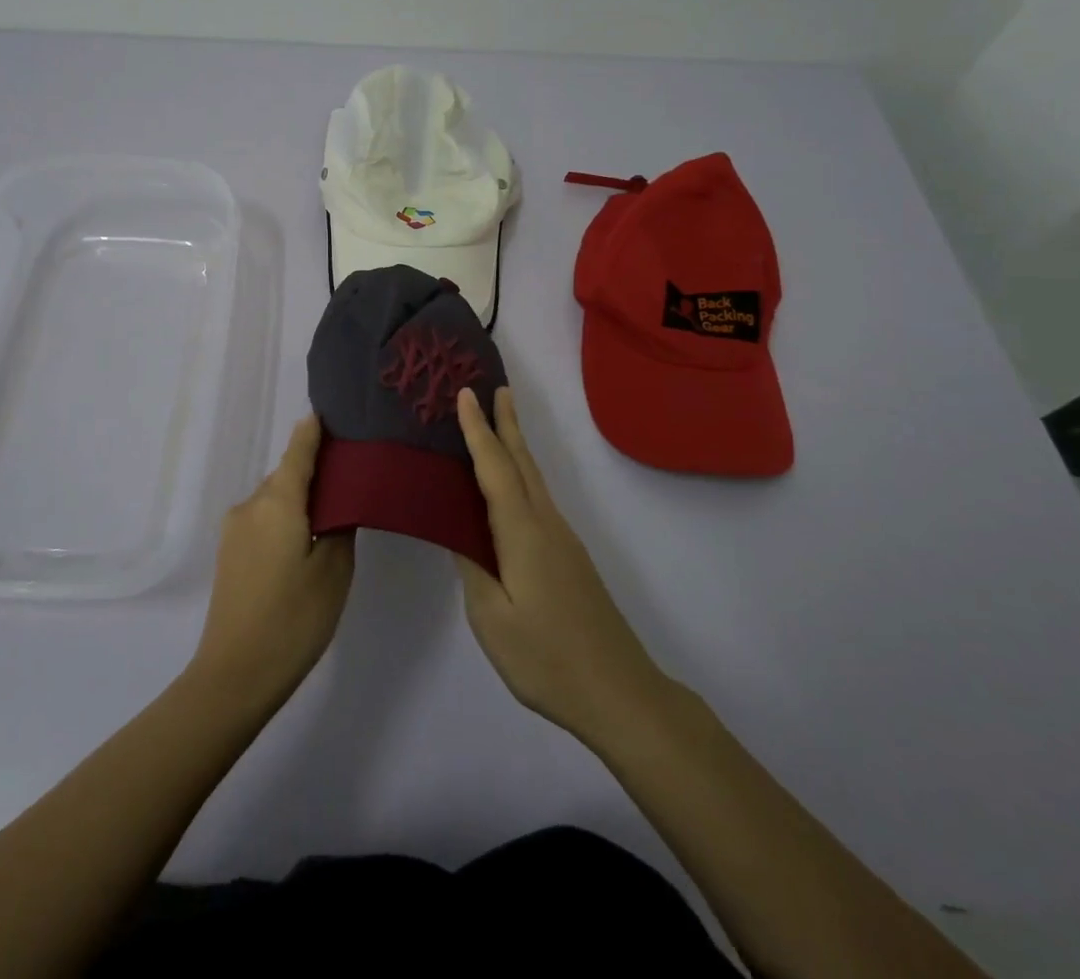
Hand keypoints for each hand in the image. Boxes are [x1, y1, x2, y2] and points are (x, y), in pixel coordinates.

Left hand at [189, 415, 354, 709]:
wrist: (234, 675)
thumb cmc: (293, 619)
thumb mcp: (334, 571)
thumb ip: (340, 525)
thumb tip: (337, 503)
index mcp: (277, 501)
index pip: (298, 450)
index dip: (314, 430)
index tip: (332, 412)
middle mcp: (250, 505)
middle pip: (286, 475)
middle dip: (315, 472)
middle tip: (352, 476)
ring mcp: (234, 530)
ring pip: (275, 500)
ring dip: (300, 500)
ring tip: (334, 514)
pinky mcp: (229, 553)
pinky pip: (263, 520)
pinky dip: (285, 520)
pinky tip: (305, 542)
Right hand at [454, 385, 668, 743]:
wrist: (620, 693)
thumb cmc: (548, 659)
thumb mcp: (492, 620)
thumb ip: (472, 567)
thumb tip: (458, 529)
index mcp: (522, 534)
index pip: (495, 469)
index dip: (478, 430)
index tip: (465, 393)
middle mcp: (546, 524)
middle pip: (522, 462)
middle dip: (506, 422)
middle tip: (493, 386)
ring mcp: (563, 540)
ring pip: (533, 479)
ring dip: (515, 444)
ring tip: (500, 421)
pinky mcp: (569, 557)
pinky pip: (538, 499)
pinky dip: (521, 474)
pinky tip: (511, 487)